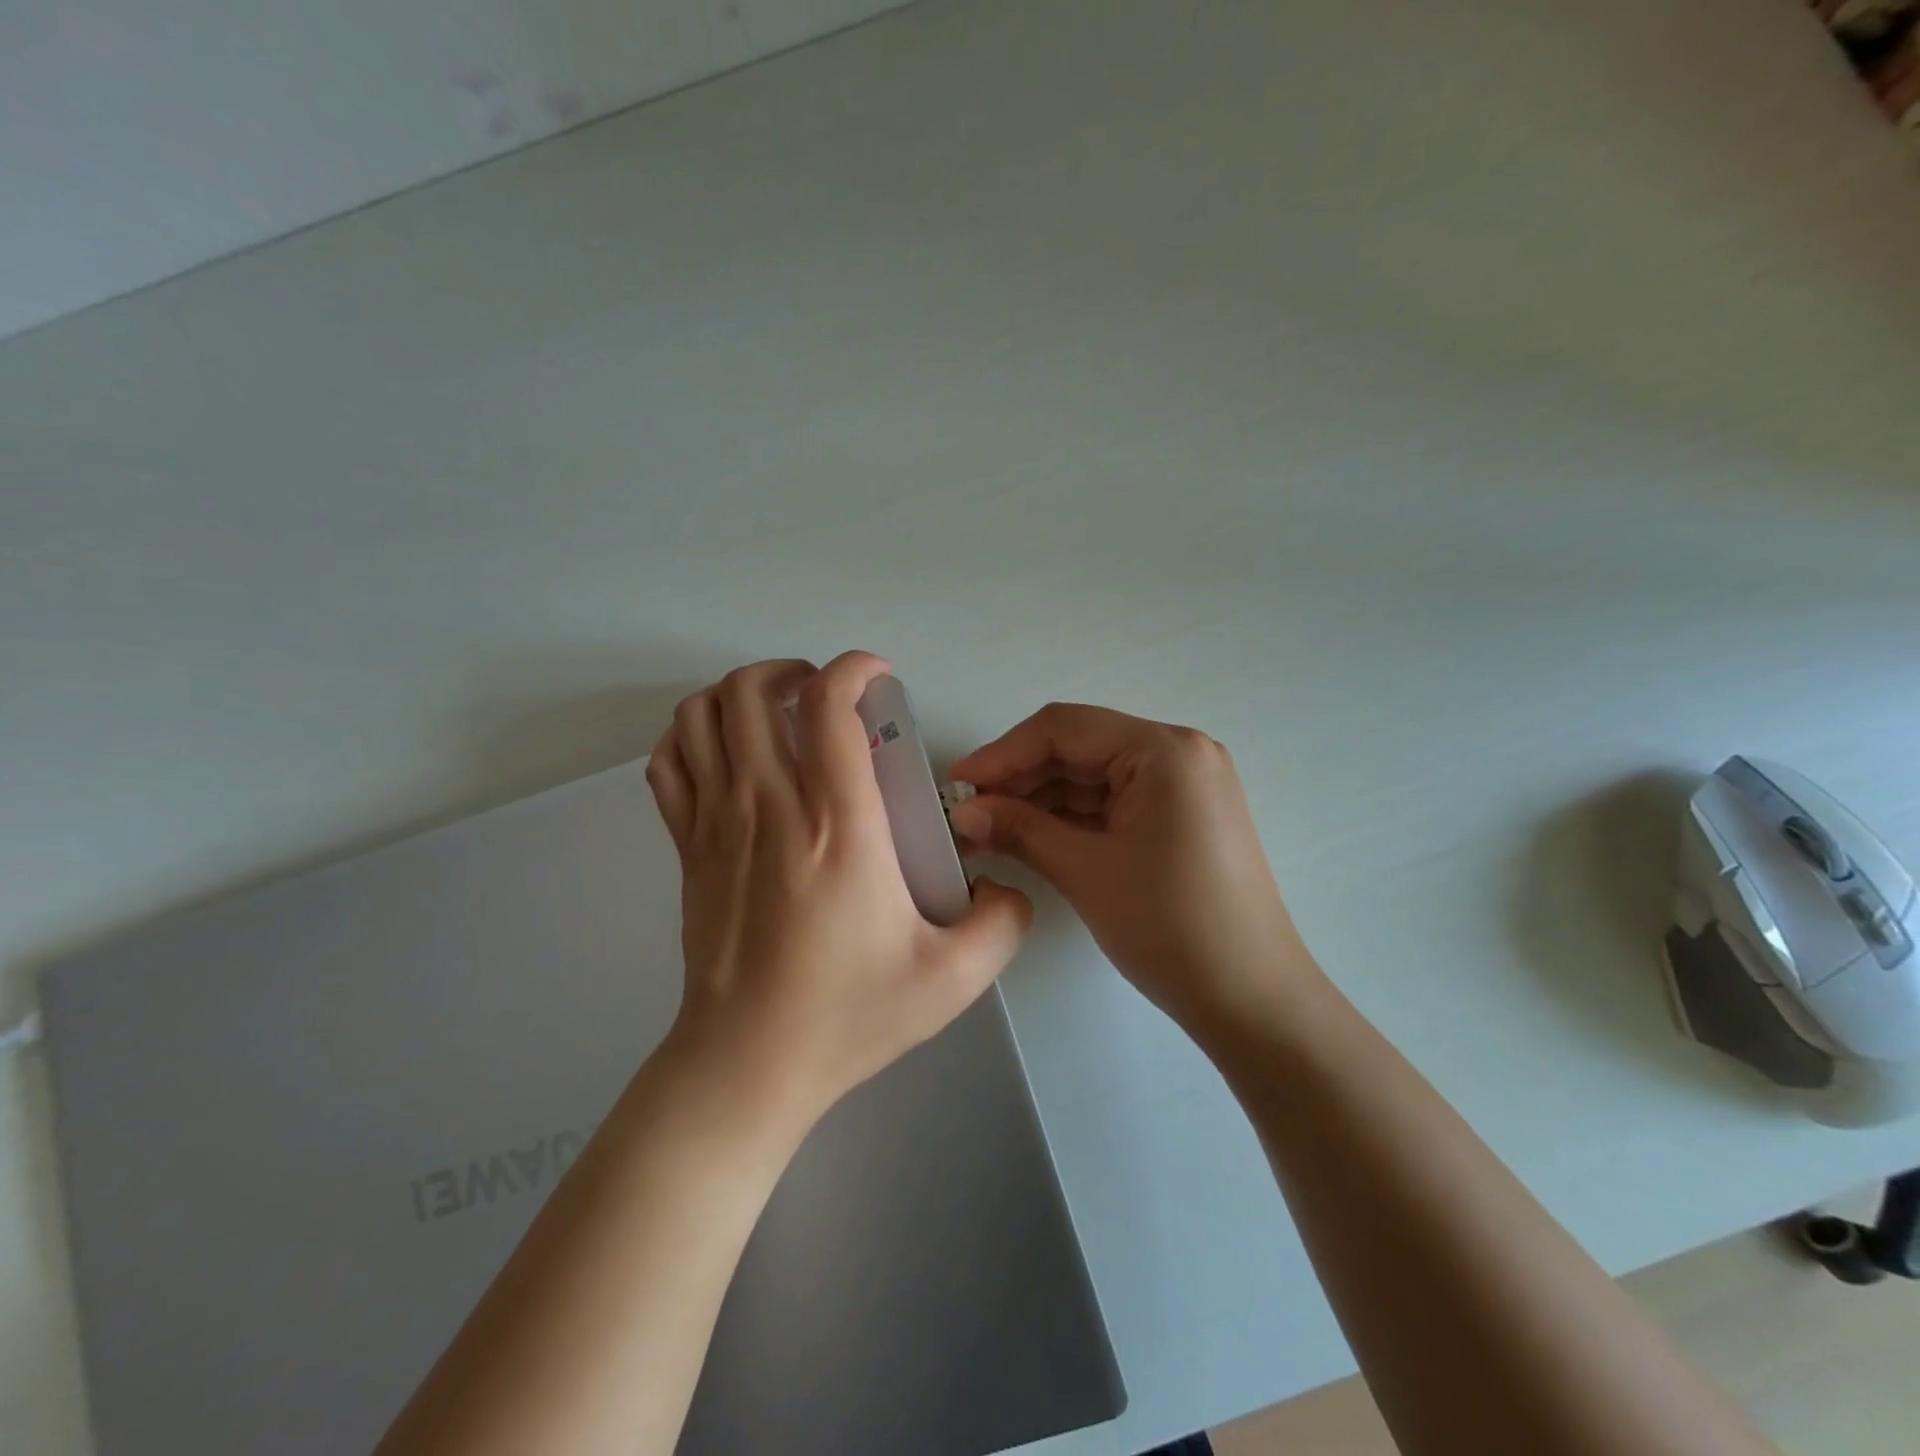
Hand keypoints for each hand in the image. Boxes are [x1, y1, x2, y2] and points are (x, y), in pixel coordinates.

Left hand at [645, 652, 1032, 1128]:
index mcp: (837, 825)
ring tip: (779, 715)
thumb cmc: (848, 1016)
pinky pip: (669, 762)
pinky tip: (728, 753)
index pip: (829, 704)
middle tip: (828, 700)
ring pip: (701, 714)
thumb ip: (1003, 923)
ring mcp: (716, 824)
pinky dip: (692, 736)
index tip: (880, 678)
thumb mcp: (954, 979)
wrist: (749, 1066)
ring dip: (740, 693)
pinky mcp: (687, 848)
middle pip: (752, 689)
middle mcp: (768, 806)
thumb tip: (1007, 886)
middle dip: (793, 671)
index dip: (855, 668)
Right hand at [947, 704, 1308, 1036]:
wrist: (1252, 1001)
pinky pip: (1113, 804)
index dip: (1003, 752)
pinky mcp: (1179, 819)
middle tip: (967, 811)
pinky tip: (1027, 838)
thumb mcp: (1086, 871)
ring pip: (1093, 778)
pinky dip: (1070, 819)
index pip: (1065, 729)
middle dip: (1019, 779)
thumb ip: (1020, 829)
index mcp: (1165, 750)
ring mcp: (1182, 787)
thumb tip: (963, 810)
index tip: (956, 782)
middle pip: (1079, 749)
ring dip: (1040, 801)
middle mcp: (1178, 754)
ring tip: (986, 830)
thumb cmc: (1171, 927)